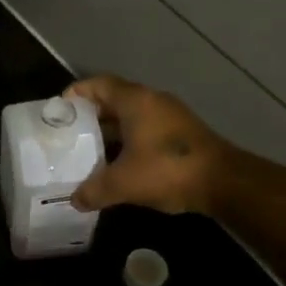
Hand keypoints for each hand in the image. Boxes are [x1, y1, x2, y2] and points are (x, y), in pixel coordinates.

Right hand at [68, 76, 232, 215]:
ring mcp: (171, 117)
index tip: (59, 110)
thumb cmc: (167, 170)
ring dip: (111, 131)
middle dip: (90, 116)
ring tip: (89, 151)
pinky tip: (119, 164)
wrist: (226, 183)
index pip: (98, 84)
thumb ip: (94, 190)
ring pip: (131, 117)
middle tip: (70, 134)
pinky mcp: (183, 134)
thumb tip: (74, 200)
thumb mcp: (123, 183)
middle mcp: (152, 101)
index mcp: (135, 101)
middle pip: (113, 100)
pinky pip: (146, 129)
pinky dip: (129, 141)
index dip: (76, 93)